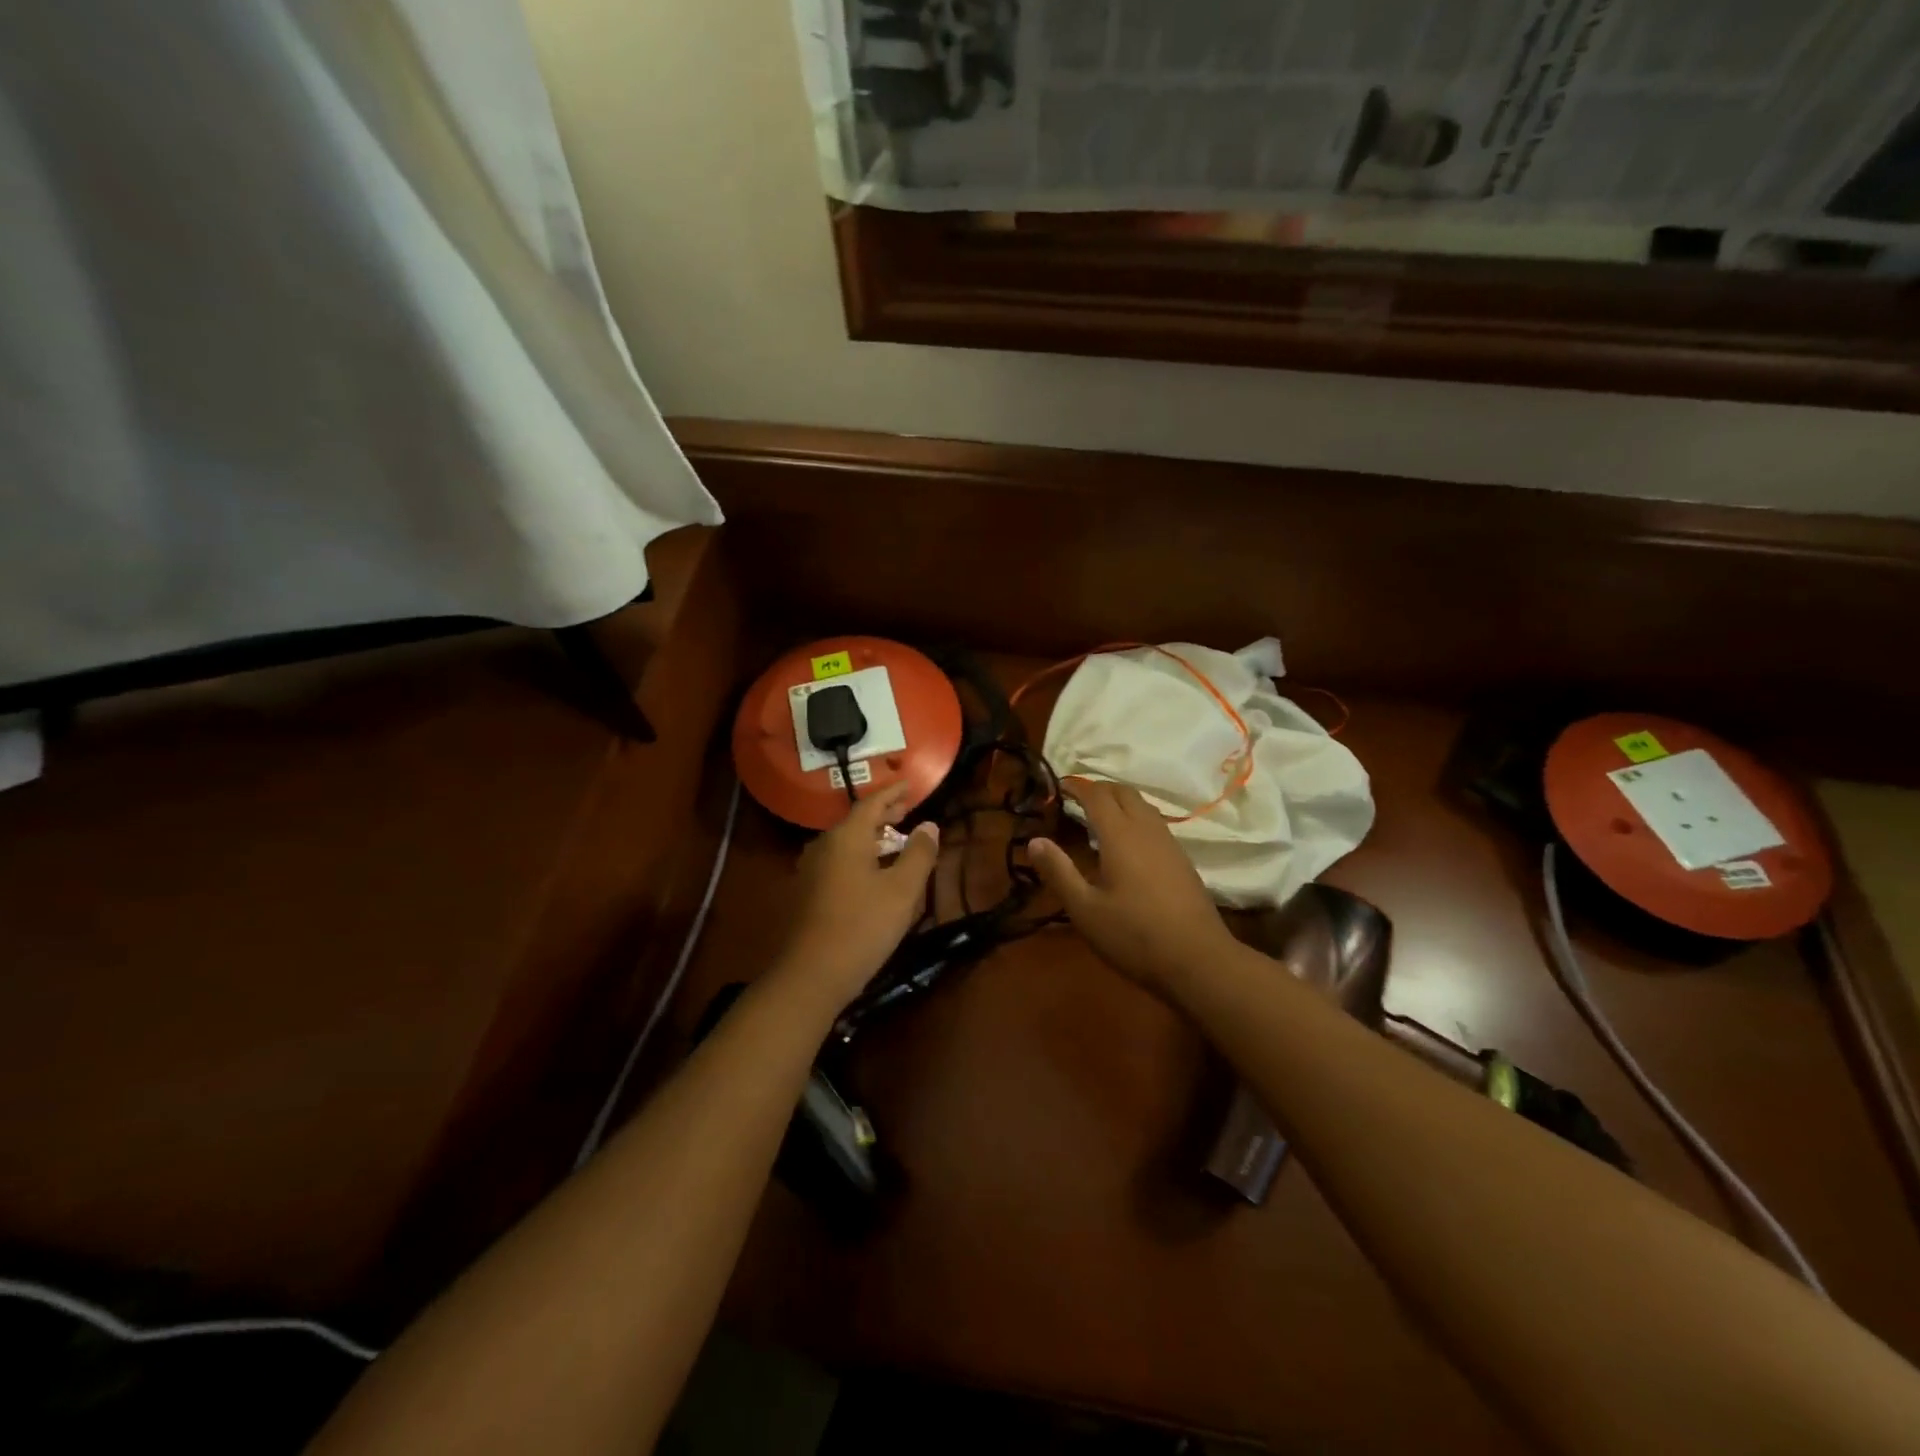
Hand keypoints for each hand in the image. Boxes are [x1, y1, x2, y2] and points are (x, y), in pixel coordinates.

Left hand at [776, 781, 940, 1010]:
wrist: (811, 974)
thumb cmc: (863, 926)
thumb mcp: (902, 890)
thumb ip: (918, 854)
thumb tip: (929, 825)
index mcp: (846, 837)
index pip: (872, 803)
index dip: (893, 792)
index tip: (911, 783)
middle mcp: (824, 846)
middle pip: (856, 821)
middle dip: (883, 814)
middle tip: (906, 810)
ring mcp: (811, 869)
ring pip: (846, 843)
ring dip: (872, 837)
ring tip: (894, 839)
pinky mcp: (807, 892)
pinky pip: (838, 861)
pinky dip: (860, 856)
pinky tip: (873, 872)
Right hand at [1028, 779, 1235, 996]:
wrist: (1199, 960)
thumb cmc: (1134, 935)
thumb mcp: (1085, 910)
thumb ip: (1059, 872)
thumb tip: (1034, 841)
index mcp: (1120, 835)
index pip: (1096, 795)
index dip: (1076, 786)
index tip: (1058, 787)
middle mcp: (1147, 830)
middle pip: (1124, 792)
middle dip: (1099, 789)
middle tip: (1076, 800)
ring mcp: (1169, 843)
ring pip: (1143, 806)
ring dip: (1120, 802)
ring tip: (1099, 818)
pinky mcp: (1182, 860)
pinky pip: (1155, 823)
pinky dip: (1135, 819)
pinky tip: (1127, 845)